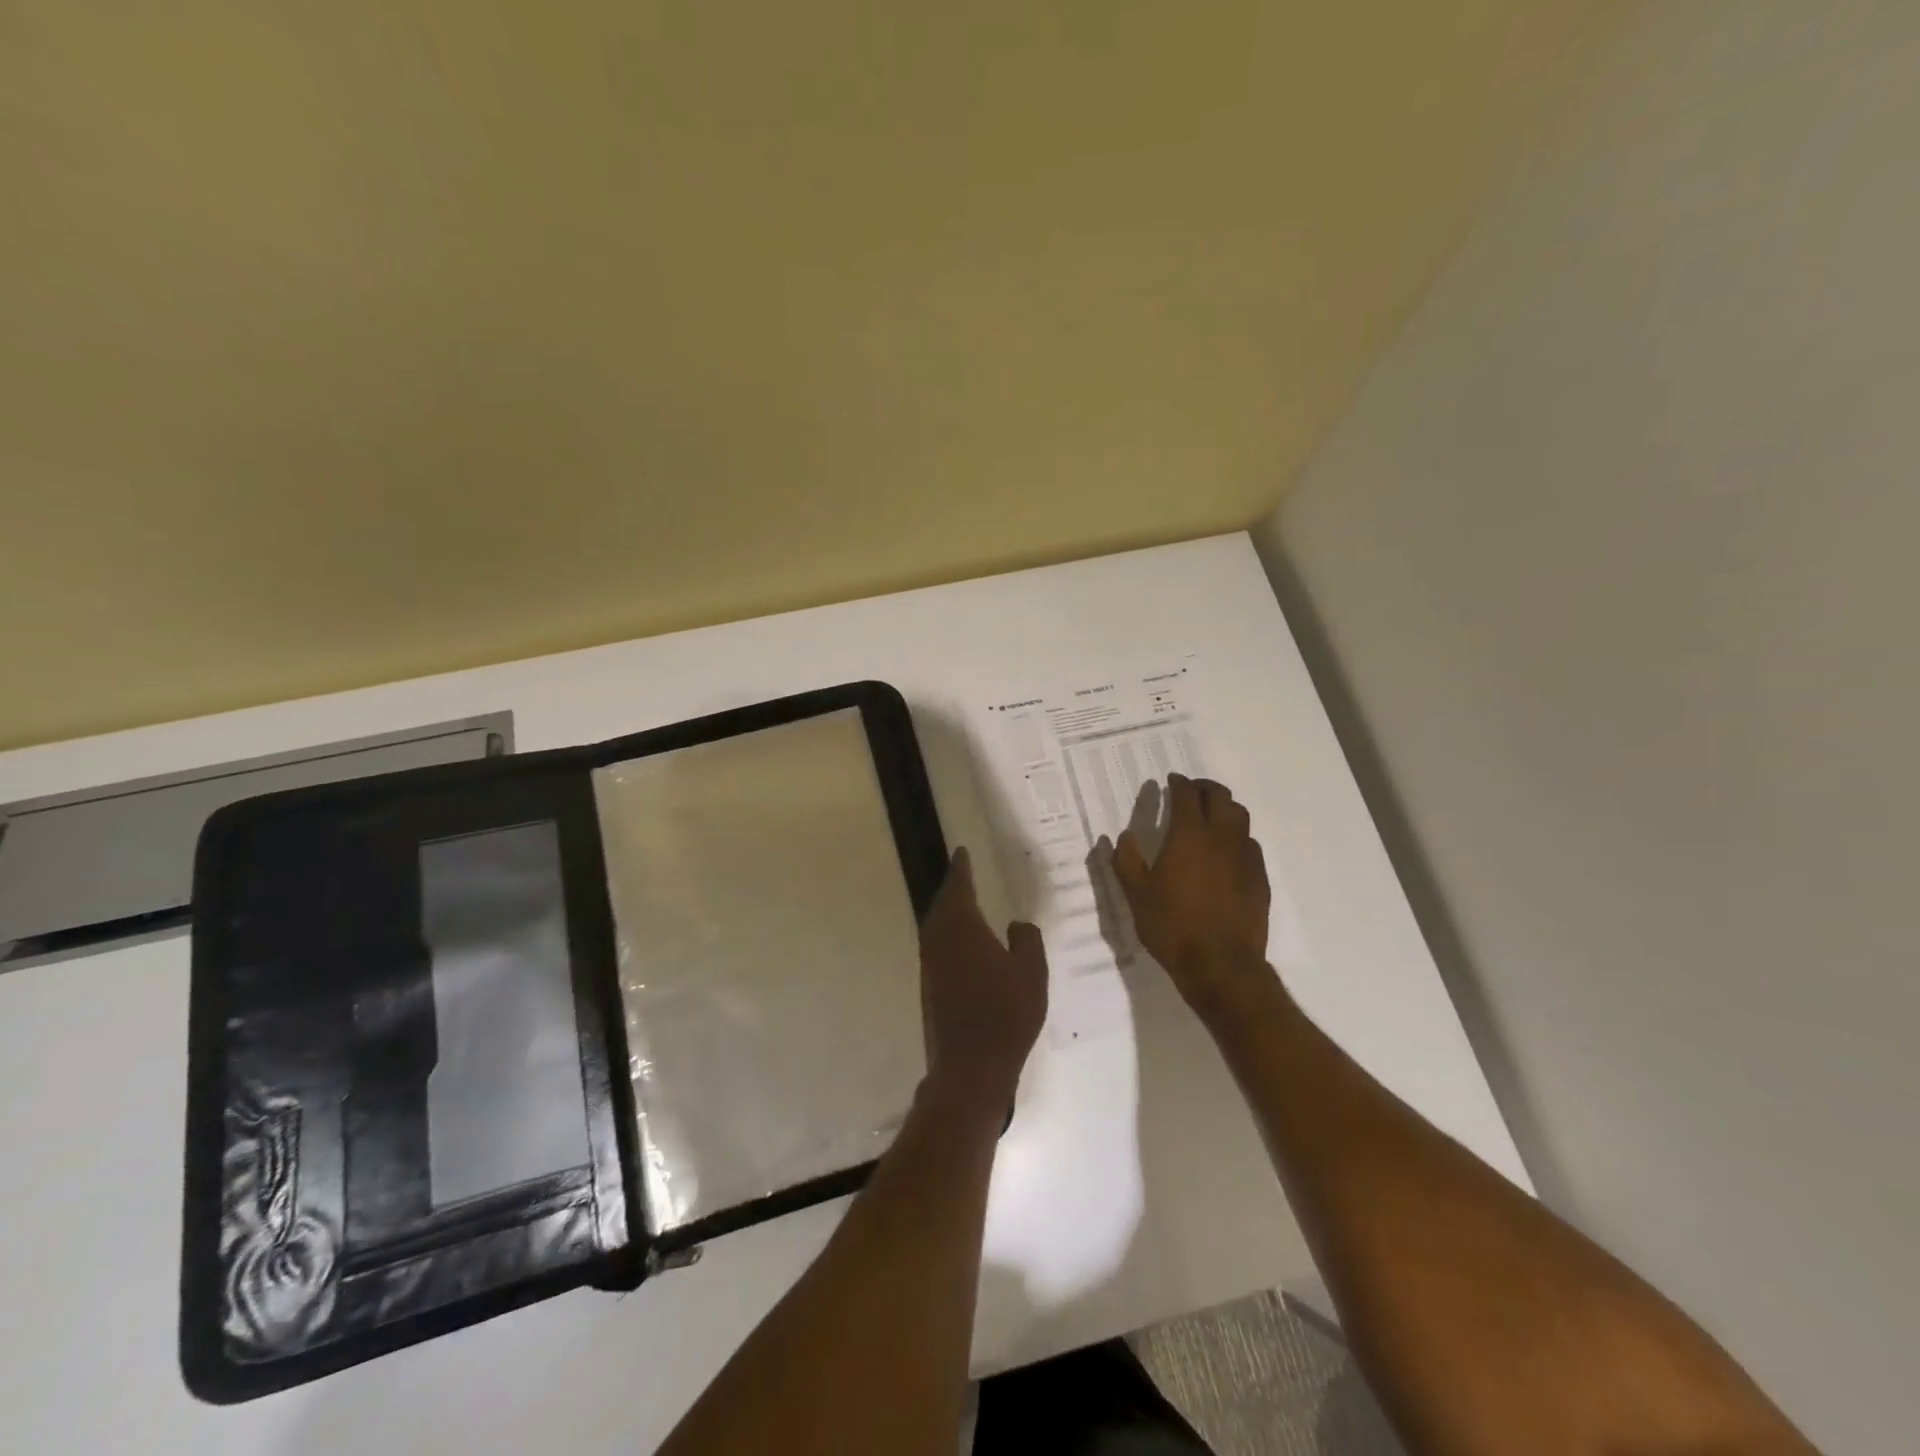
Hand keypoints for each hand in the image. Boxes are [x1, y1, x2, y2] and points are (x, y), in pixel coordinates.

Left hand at [919, 848, 1048, 1111]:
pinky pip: (937, 947)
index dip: (962, 869)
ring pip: (935, 927)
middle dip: (952, 889)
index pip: (959, 887)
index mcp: (962, 928)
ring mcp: (930, 966)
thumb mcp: (1032, 973)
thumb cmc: (1006, 1015)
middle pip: (942, 905)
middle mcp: (939, 941)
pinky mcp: (929, 988)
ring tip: (962, 904)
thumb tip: (1015, 925)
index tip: (962, 852)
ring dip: (947, 912)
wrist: (970, 1068)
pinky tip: (961, 945)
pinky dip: (947, 935)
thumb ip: (1026, 940)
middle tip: (963, 874)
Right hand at [1112, 774, 1271, 1014]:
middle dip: (1204, 788)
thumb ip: (1126, 861)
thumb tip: (1122, 837)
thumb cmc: (1172, 927)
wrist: (1221, 965)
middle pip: (1220, 797)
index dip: (1179, 783)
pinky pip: (1250, 843)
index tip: (1171, 781)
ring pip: (1240, 816)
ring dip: (1224, 808)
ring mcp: (1245, 856)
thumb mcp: (1136, 895)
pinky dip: (1236, 836)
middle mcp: (1221, 837)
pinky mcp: (1260, 876)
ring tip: (1211, 816)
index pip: (1187, 795)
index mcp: (1189, 835)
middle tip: (1191, 791)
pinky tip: (1226, 852)